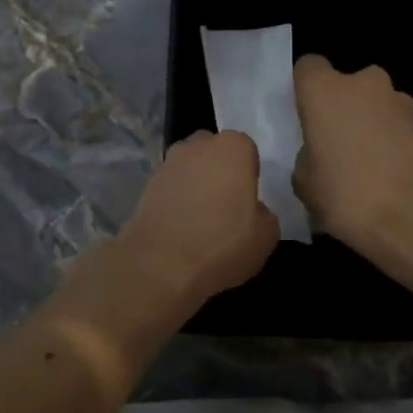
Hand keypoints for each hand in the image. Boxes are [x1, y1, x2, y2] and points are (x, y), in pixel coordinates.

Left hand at [118, 130, 279, 307]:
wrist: (161, 265)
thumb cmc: (223, 243)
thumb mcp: (267, 235)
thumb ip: (263, 212)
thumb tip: (251, 210)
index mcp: (233, 148)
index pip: (247, 150)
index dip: (249, 174)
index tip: (248, 198)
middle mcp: (197, 146)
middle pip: (214, 152)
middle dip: (220, 171)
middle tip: (227, 205)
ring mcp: (167, 164)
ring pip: (190, 169)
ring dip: (196, 186)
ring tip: (202, 220)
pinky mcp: (145, 187)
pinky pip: (171, 188)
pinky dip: (177, 201)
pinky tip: (182, 228)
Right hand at [293, 56, 412, 260]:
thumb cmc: (349, 196)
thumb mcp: (305, 185)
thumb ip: (306, 157)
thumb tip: (319, 154)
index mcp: (326, 91)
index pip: (308, 68)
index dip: (304, 91)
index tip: (304, 119)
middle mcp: (365, 84)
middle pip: (346, 87)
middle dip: (341, 111)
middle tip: (334, 149)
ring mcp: (401, 101)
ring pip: (374, 107)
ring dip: (368, 127)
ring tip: (365, 169)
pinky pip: (397, 127)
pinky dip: (391, 144)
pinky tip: (389, 178)